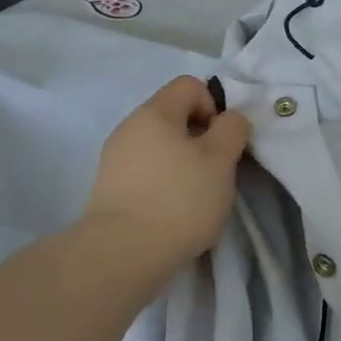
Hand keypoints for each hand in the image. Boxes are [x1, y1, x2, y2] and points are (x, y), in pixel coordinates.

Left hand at [81, 76, 252, 273]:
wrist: (120, 255)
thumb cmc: (178, 200)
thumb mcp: (221, 160)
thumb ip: (232, 129)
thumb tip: (229, 120)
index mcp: (155, 112)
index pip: (190, 85)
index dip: (214, 107)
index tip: (221, 143)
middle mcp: (129, 126)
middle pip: (174, 116)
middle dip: (200, 138)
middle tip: (214, 172)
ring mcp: (114, 158)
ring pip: (160, 146)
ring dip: (183, 163)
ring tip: (194, 197)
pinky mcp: (109, 188)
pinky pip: (145, 171)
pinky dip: (163, 183)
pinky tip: (171, 212)